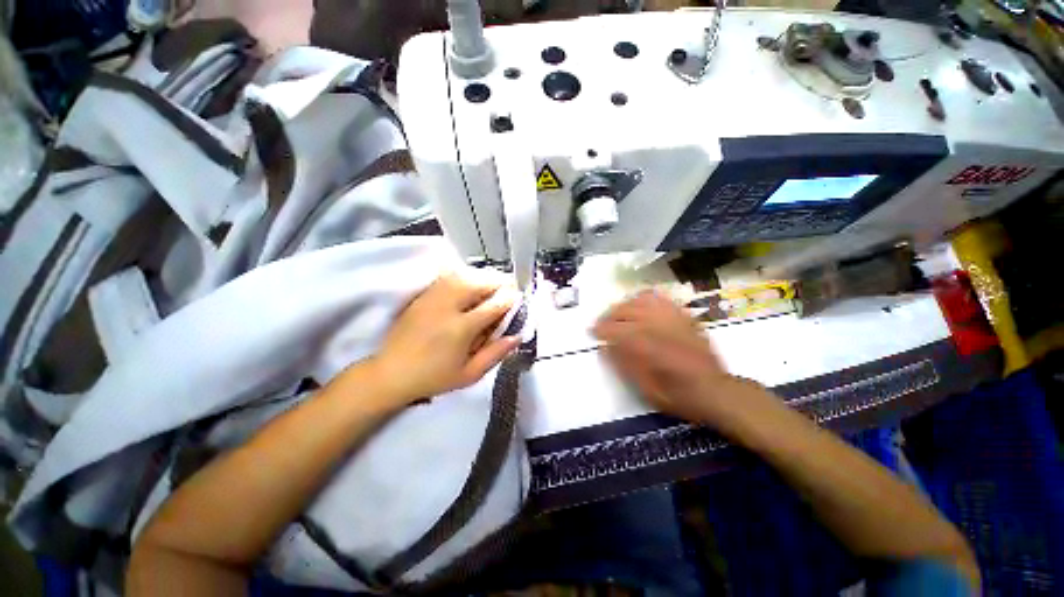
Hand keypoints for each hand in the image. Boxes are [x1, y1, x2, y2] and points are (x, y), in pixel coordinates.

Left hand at [365, 270, 520, 405]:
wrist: (391, 373)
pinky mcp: (423, 295)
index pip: (494, 304)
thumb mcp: (470, 375)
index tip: (518, 299)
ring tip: (493, 285)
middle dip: (500, 282)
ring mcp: (433, 297)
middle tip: (509, 289)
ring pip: (464, 275)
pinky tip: (471, 282)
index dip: (511, 299)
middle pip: (480, 282)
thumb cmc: (434, 378)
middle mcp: (448, 307)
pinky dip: (465, 276)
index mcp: (462, 328)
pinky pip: (449, 277)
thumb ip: (496, 354)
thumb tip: (518, 336)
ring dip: (484, 277)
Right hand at [592, 290, 754, 422]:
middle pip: (626, 310)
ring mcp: (673, 318)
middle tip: (602, 324)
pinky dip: (644, 299)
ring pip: (641, 300)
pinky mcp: (683, 316)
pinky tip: (639, 305)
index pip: (616, 330)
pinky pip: (660, 298)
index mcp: (649, 347)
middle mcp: (659, 327)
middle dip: (609, 316)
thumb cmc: (679, 396)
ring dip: (624, 305)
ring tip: (618, 314)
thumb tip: (604, 347)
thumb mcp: (646, 389)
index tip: (592, 332)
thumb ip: (623, 365)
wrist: (716, 391)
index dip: (601, 329)